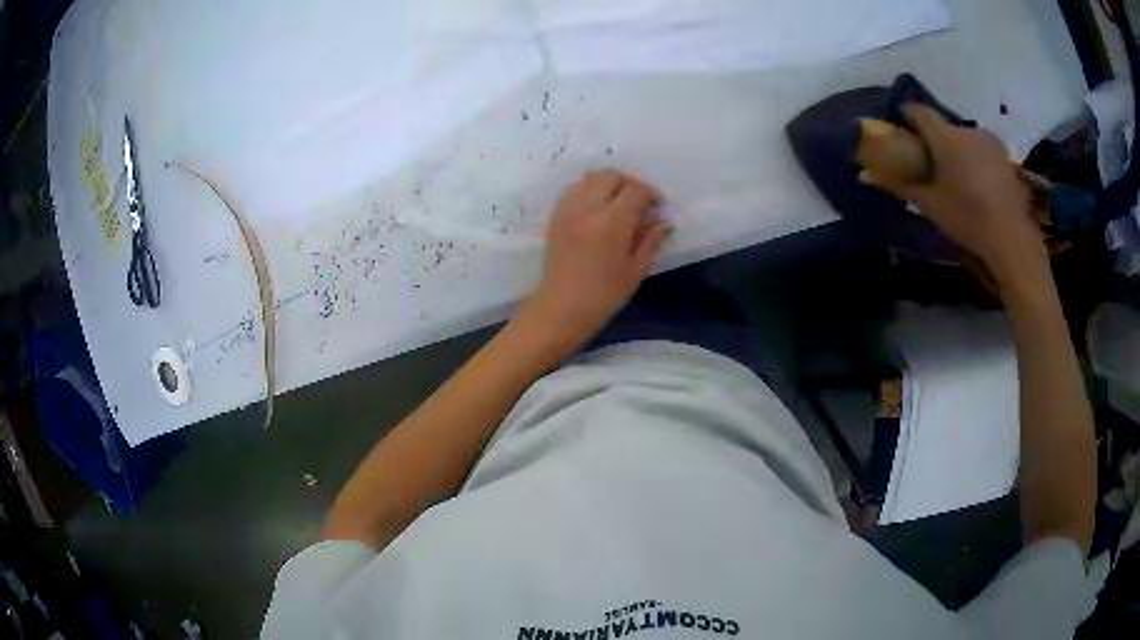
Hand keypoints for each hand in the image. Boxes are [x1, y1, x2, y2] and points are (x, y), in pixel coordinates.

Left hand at [515, 169, 671, 355]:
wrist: (562, 307)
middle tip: (640, 200)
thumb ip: (650, 240)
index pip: (635, 191)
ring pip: (590, 178)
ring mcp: (568, 210)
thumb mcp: (635, 270)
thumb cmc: (604, 294)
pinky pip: (573, 189)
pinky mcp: (556, 216)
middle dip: (630, 183)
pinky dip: (589, 189)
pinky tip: (598, 206)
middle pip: (611, 177)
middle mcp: (588, 208)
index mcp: (612, 222)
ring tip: (619, 200)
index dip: (650, 193)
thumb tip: (663, 222)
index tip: (659, 205)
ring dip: (608, 183)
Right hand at [861, 104, 1046, 286]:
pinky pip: (981, 148)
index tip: (901, 130)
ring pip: (963, 138)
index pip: (918, 110)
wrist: (1011, 238)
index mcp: (944, 136)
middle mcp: (965, 129)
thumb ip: (898, 184)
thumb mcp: (929, 204)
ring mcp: (988, 140)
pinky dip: (974, 158)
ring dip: (956, 150)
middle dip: (934, 140)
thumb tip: (864, 174)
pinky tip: (978, 183)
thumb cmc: (967, 219)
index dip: (906, 116)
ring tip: (957, 178)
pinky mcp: (1004, 154)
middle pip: (942, 127)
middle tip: (931, 165)